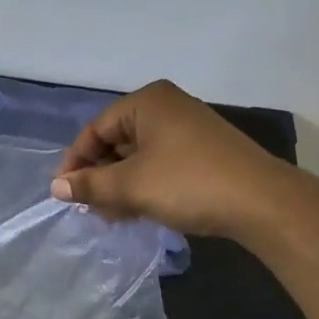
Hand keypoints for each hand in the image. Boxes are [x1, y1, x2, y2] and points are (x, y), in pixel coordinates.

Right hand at [51, 79, 282, 239]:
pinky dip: (145, 185)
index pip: (96, 130)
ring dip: (121, 185)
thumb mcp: (131, 186)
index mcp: (147, 102)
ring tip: (113, 216)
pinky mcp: (204, 151)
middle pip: (117, 141)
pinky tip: (139, 211)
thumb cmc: (188, 184)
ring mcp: (189, 128)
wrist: (262, 203)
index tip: (65, 194)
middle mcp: (167, 107)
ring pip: (139, 156)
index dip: (76, 162)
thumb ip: (90, 185)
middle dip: (100, 176)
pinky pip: (161, 163)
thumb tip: (56, 187)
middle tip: (90, 209)